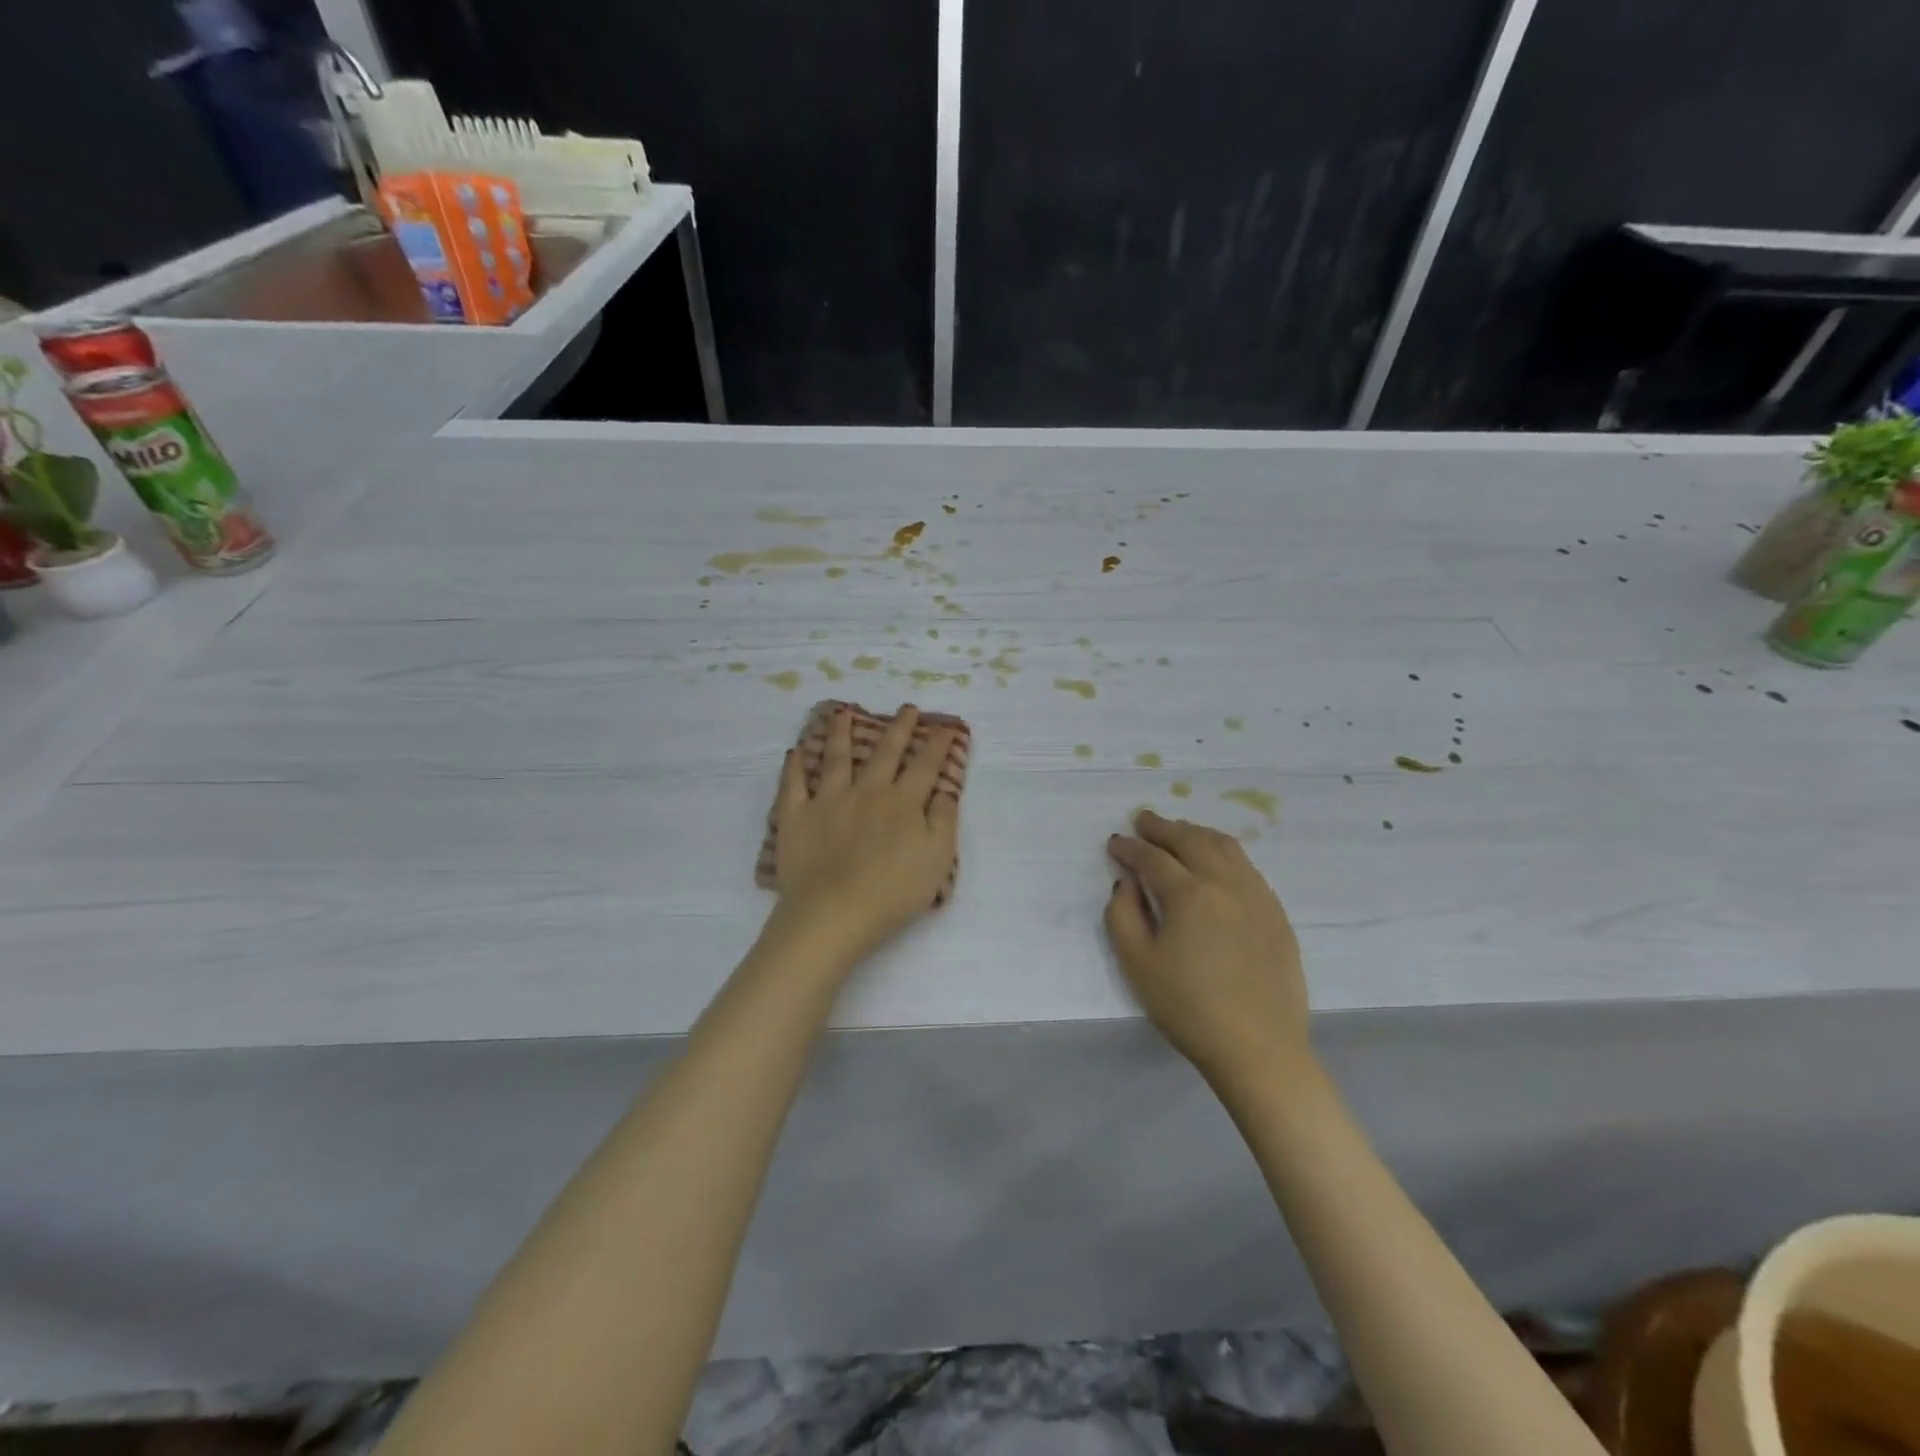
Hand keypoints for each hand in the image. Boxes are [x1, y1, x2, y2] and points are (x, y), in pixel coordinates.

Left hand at [767, 704, 959, 966]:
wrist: (834, 912)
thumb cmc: (893, 892)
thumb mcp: (937, 860)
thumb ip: (943, 821)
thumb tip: (943, 791)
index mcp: (902, 802)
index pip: (925, 766)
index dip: (937, 745)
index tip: (945, 727)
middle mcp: (866, 791)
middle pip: (885, 753)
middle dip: (899, 728)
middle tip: (906, 708)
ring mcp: (828, 800)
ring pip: (836, 758)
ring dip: (841, 733)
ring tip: (842, 712)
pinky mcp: (796, 816)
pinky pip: (794, 785)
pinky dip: (795, 767)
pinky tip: (796, 752)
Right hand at [1105, 810, 1310, 1086]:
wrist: (1258, 1048)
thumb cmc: (1188, 1008)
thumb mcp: (1137, 964)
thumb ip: (1122, 914)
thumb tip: (1125, 882)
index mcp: (1189, 894)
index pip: (1153, 858)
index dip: (1130, 848)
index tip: (1115, 843)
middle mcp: (1225, 882)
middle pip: (1190, 839)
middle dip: (1162, 827)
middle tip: (1143, 820)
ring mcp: (1257, 895)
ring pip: (1224, 846)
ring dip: (1195, 832)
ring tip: (1178, 832)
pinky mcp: (1275, 912)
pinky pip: (1247, 866)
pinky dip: (1223, 852)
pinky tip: (1215, 862)